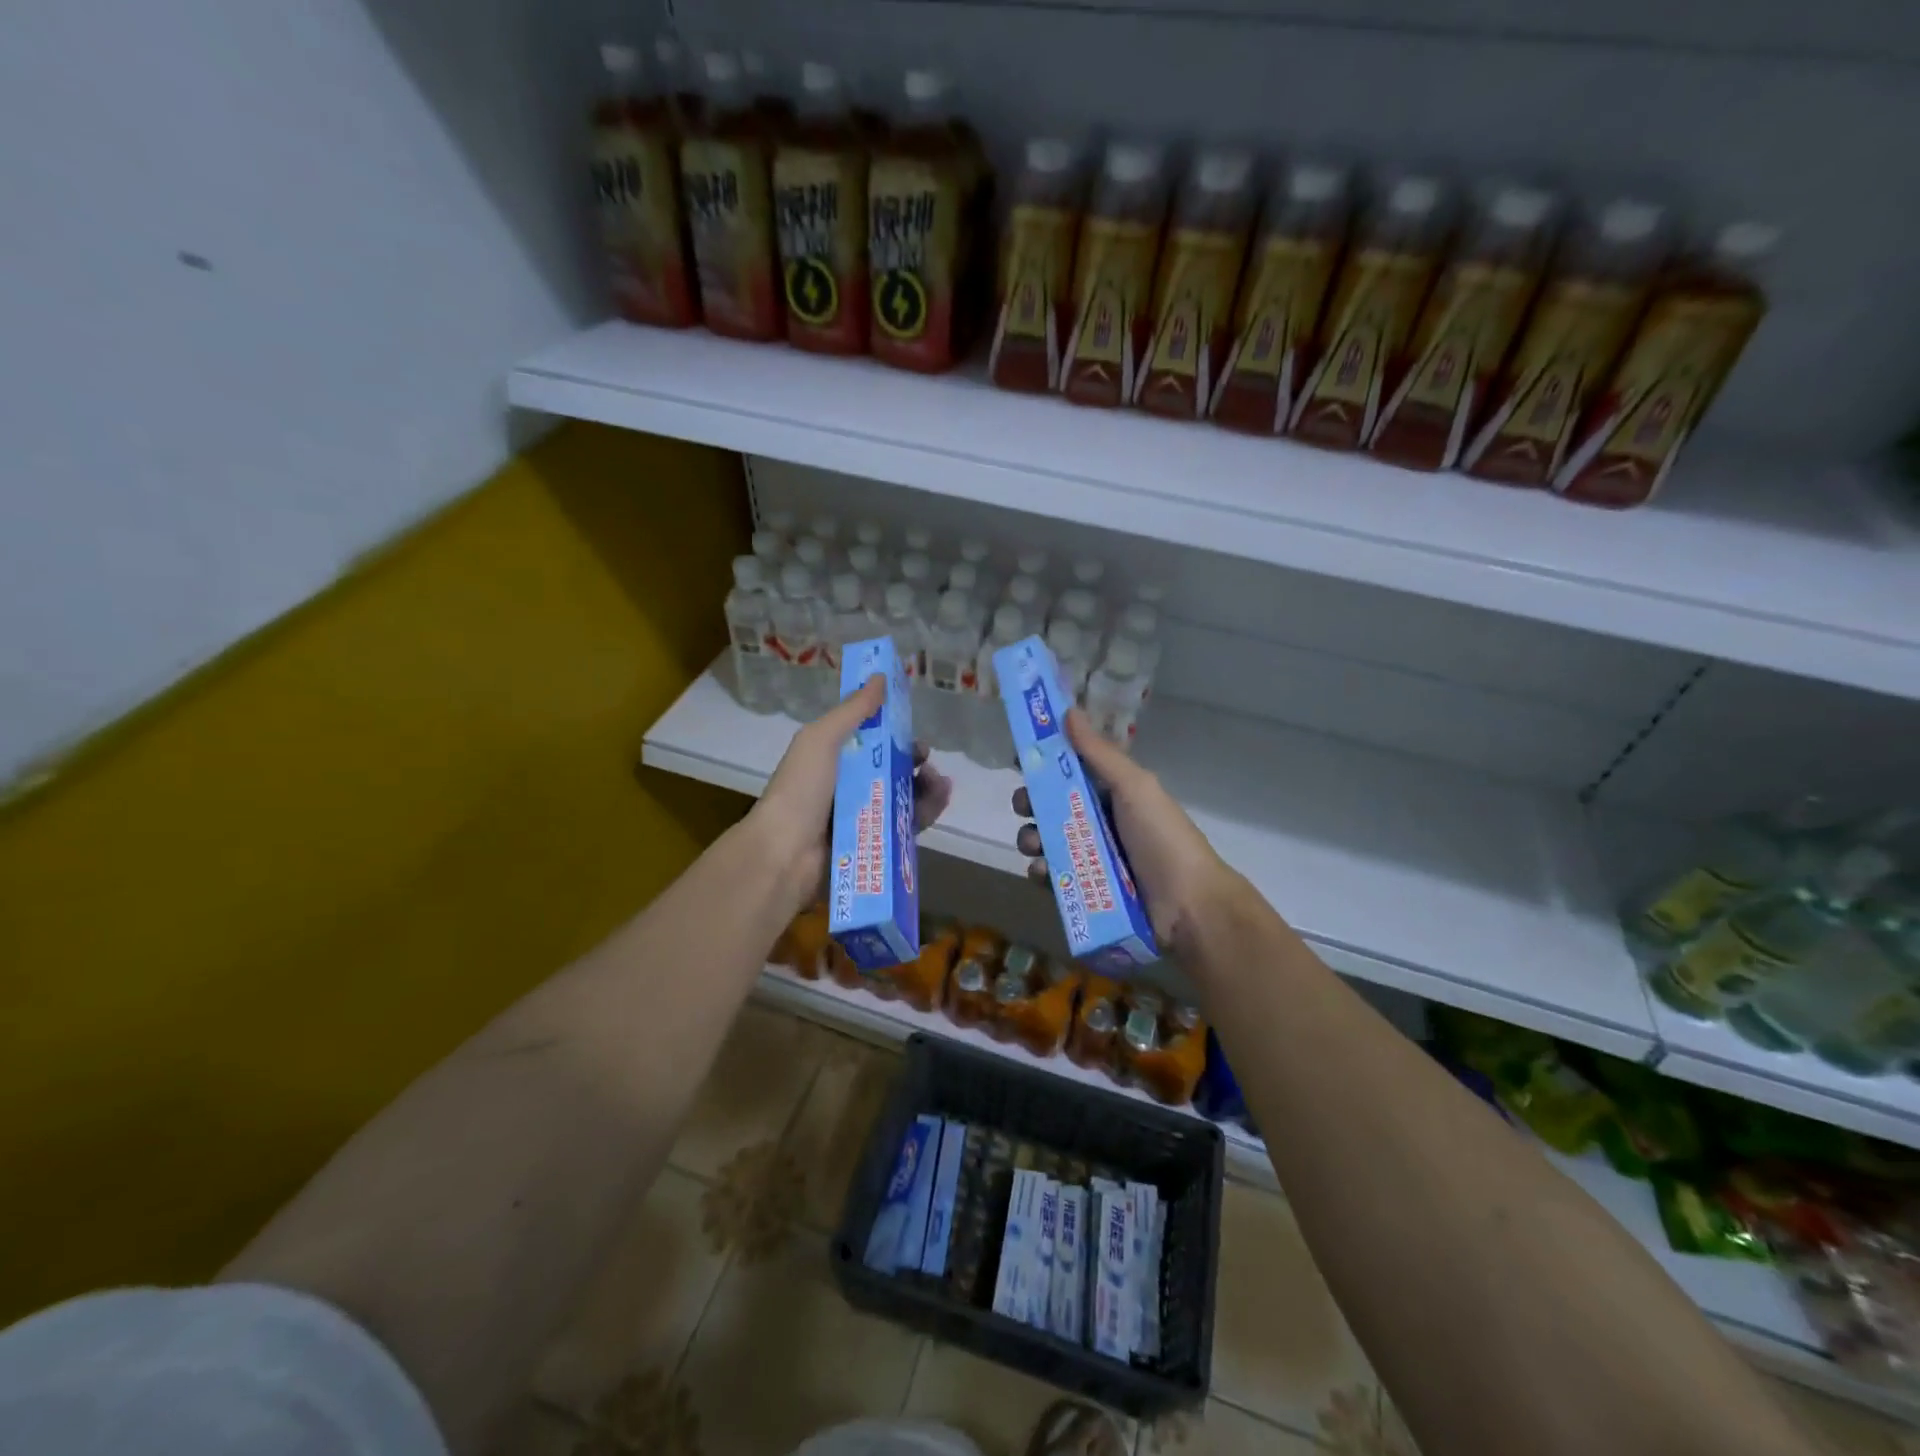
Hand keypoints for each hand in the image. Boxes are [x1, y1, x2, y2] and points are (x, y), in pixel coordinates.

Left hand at [750, 675, 953, 914]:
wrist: (786, 854)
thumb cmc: (801, 790)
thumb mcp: (822, 740)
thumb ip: (853, 710)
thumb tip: (880, 676)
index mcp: (832, 759)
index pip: (869, 740)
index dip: (891, 731)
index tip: (909, 725)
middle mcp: (847, 785)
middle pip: (891, 768)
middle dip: (913, 759)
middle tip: (925, 758)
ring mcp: (862, 816)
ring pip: (904, 795)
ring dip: (926, 784)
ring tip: (939, 782)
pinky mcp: (876, 842)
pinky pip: (907, 824)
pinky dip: (926, 810)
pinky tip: (940, 799)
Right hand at [1012, 707, 1234, 954]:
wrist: (1189, 907)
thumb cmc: (1163, 838)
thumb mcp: (1134, 787)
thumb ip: (1099, 753)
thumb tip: (1069, 711)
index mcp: (1113, 793)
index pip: (1070, 771)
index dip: (1045, 764)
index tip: (1021, 760)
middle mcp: (1101, 822)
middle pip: (1052, 806)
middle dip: (1032, 803)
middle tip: (1024, 806)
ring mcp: (1093, 858)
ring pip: (1048, 841)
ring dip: (1032, 838)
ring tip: (1034, 845)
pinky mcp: (1087, 891)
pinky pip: (1055, 878)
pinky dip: (1043, 873)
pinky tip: (1043, 872)